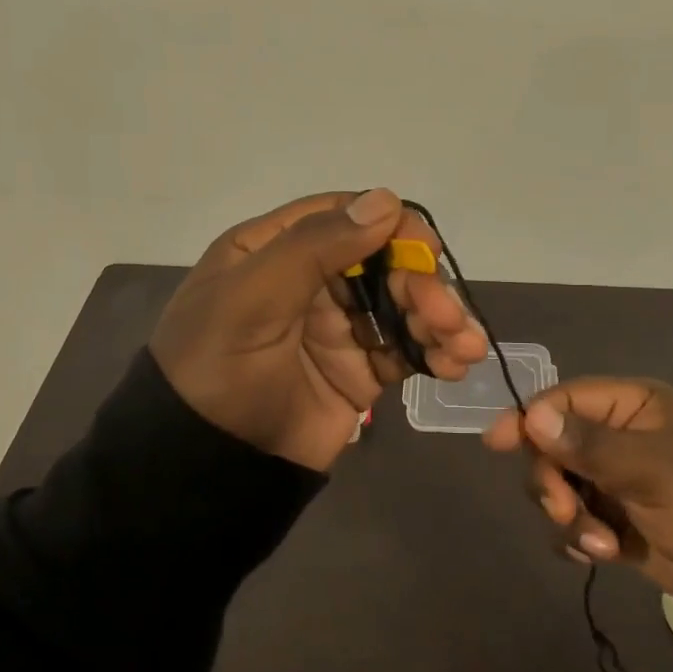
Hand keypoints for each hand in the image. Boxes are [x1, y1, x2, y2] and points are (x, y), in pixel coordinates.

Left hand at [150, 189, 488, 470]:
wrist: (208, 470)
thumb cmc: (219, 368)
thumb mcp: (252, 297)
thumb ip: (315, 246)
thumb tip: (386, 200)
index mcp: (274, 250)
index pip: (342, 217)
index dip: (390, 225)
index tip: (427, 249)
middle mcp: (310, 281)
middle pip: (383, 262)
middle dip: (422, 284)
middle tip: (445, 316)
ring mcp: (338, 327)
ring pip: (402, 304)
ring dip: (439, 318)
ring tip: (464, 347)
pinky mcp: (360, 371)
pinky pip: (407, 349)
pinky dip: (436, 352)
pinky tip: (455, 364)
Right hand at [484, 378, 672, 593]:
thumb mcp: (648, 467)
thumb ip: (587, 445)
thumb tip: (532, 418)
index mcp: (631, 406)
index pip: (564, 400)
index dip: (529, 419)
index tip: (496, 442)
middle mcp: (619, 435)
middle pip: (553, 446)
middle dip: (553, 482)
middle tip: (565, 511)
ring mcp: (616, 478)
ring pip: (560, 486)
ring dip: (570, 516)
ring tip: (600, 544)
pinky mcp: (616, 518)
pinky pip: (576, 519)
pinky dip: (580, 537)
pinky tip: (601, 554)